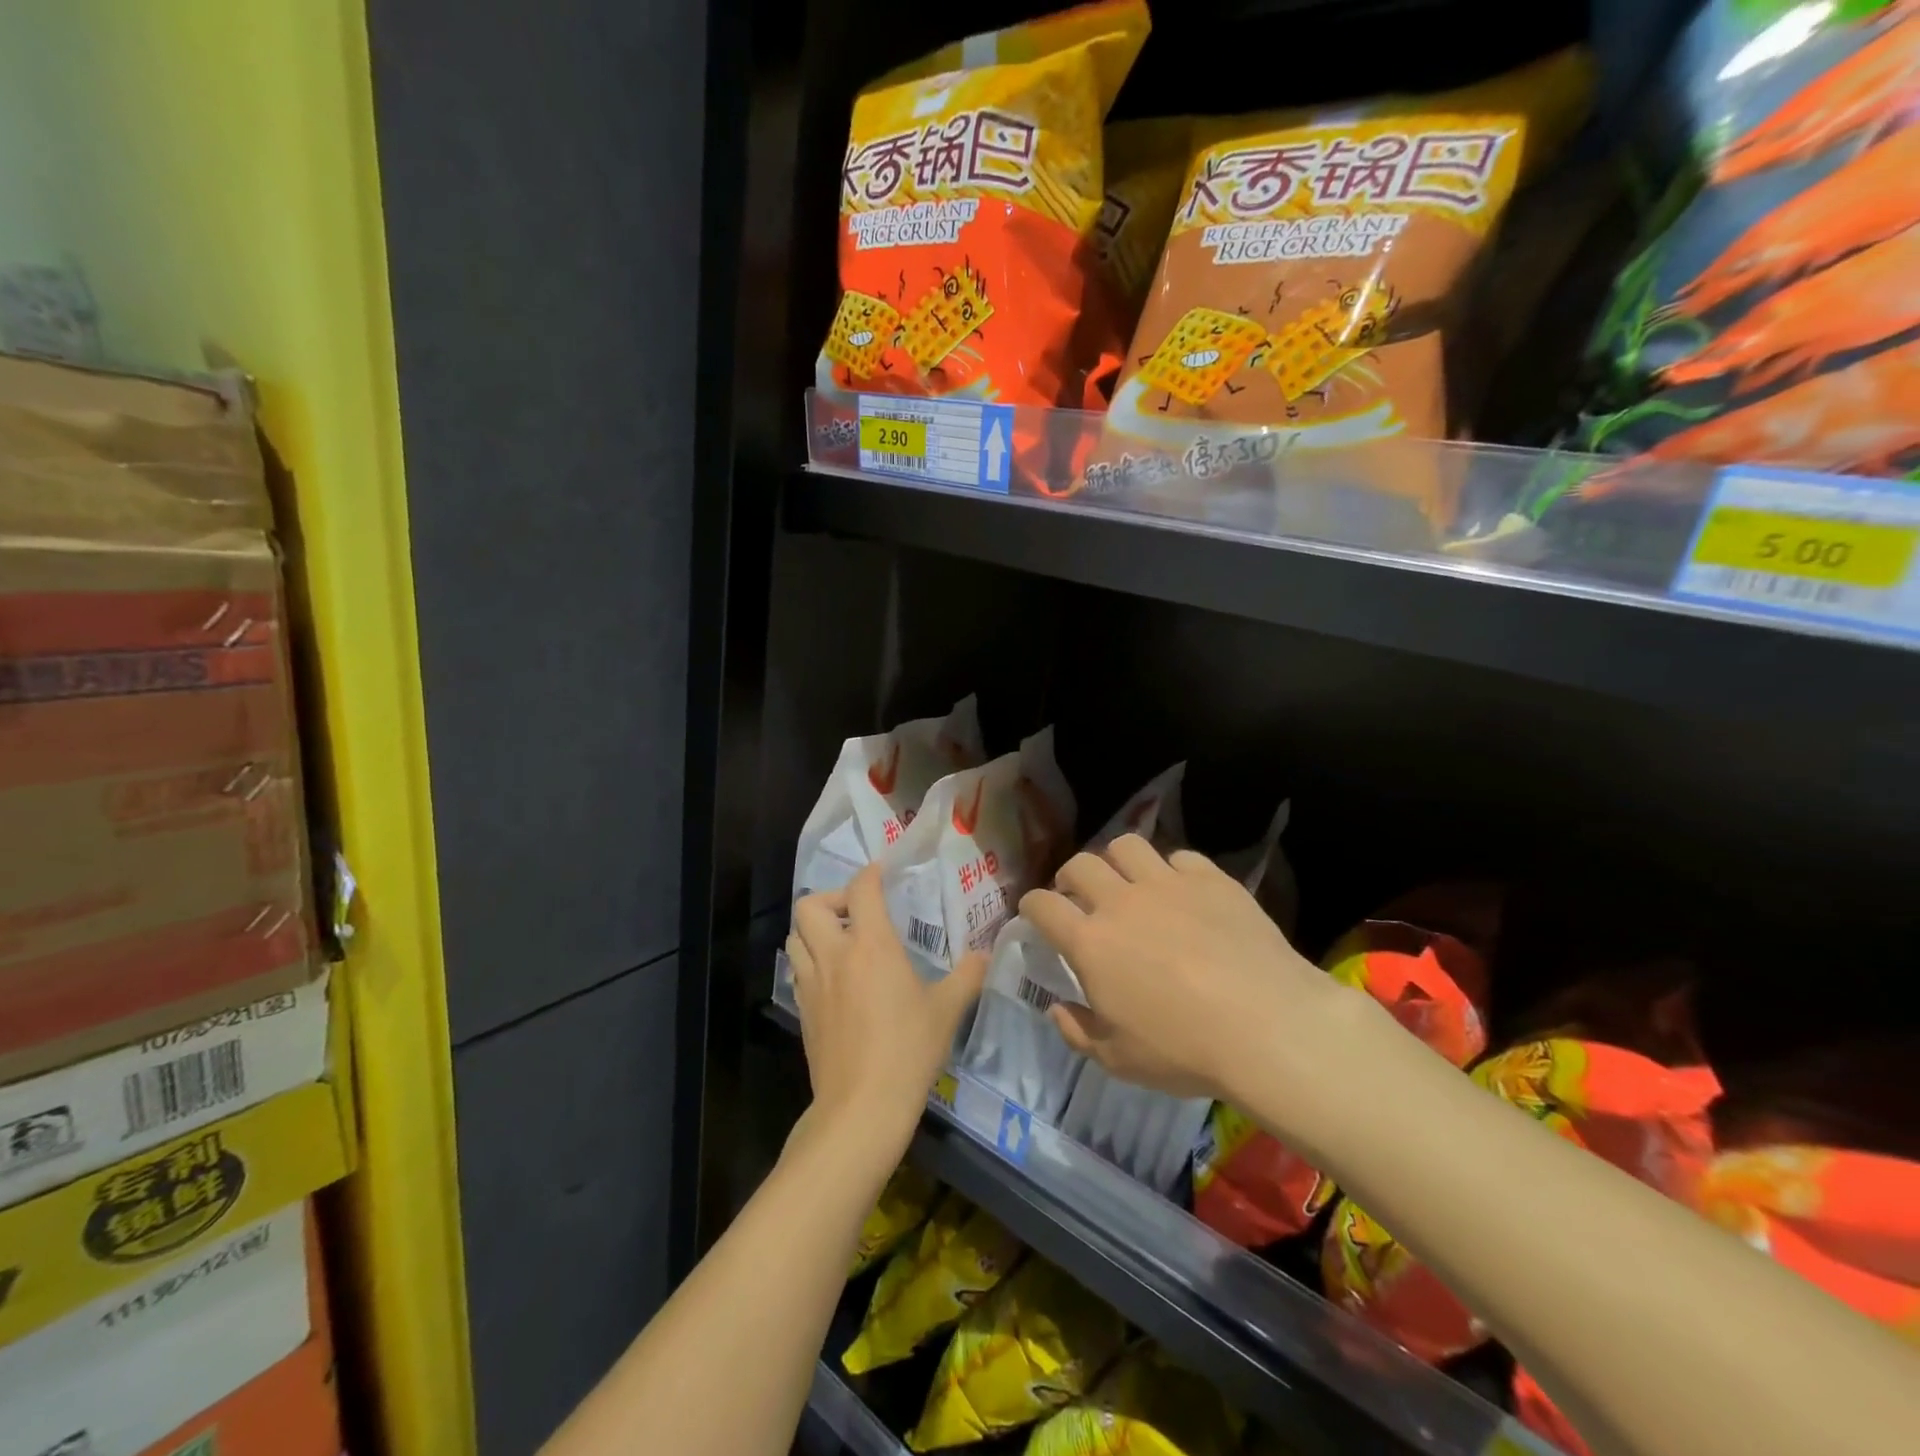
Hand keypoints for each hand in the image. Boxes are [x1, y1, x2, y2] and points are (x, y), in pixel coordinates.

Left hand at [788, 864, 986, 1152]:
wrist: (861, 1107)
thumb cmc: (908, 1051)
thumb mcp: (946, 1011)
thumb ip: (967, 976)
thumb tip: (984, 955)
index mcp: (871, 945)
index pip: (861, 890)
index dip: (870, 874)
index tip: (881, 873)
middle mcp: (834, 955)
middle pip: (809, 905)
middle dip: (831, 899)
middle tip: (856, 913)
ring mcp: (812, 983)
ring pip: (795, 936)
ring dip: (814, 929)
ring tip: (841, 942)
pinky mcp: (802, 1010)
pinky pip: (797, 969)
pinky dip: (810, 960)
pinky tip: (833, 979)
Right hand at [1021, 834, 1337, 1108]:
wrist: (1268, 1027)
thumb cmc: (1184, 1050)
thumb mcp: (1118, 1059)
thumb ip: (1077, 1031)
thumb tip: (1057, 1008)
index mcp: (1090, 942)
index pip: (1042, 905)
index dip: (1031, 906)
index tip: (1035, 914)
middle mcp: (1121, 901)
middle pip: (1080, 865)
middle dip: (1069, 877)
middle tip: (1079, 896)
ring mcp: (1168, 884)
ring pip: (1126, 845)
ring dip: (1117, 861)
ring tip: (1127, 881)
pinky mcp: (1211, 879)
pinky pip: (1180, 857)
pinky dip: (1172, 870)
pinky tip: (1182, 892)